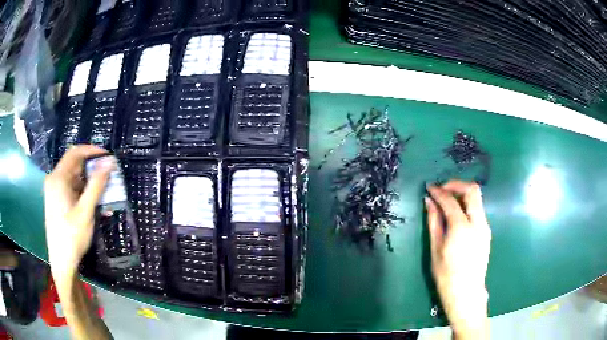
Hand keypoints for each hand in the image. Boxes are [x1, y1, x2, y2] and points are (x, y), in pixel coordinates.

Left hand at [44, 145, 114, 283]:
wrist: (62, 262)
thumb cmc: (72, 236)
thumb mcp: (86, 211)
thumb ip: (97, 184)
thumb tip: (110, 162)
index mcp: (58, 178)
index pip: (75, 152)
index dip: (92, 151)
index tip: (108, 157)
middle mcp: (54, 180)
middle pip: (75, 165)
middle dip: (92, 169)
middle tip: (109, 177)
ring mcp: (54, 191)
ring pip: (74, 178)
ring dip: (89, 183)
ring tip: (105, 193)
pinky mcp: (57, 201)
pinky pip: (72, 189)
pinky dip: (83, 192)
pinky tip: (94, 204)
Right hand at [425, 180, 490, 339]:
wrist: (466, 293)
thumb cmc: (446, 275)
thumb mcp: (435, 249)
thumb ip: (434, 222)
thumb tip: (429, 202)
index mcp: (462, 228)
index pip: (451, 200)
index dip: (439, 191)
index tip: (429, 188)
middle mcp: (478, 223)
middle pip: (472, 190)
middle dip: (456, 184)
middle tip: (442, 188)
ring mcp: (485, 227)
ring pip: (477, 199)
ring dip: (462, 194)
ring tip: (447, 201)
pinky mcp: (487, 232)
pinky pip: (478, 211)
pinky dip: (467, 206)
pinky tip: (457, 215)